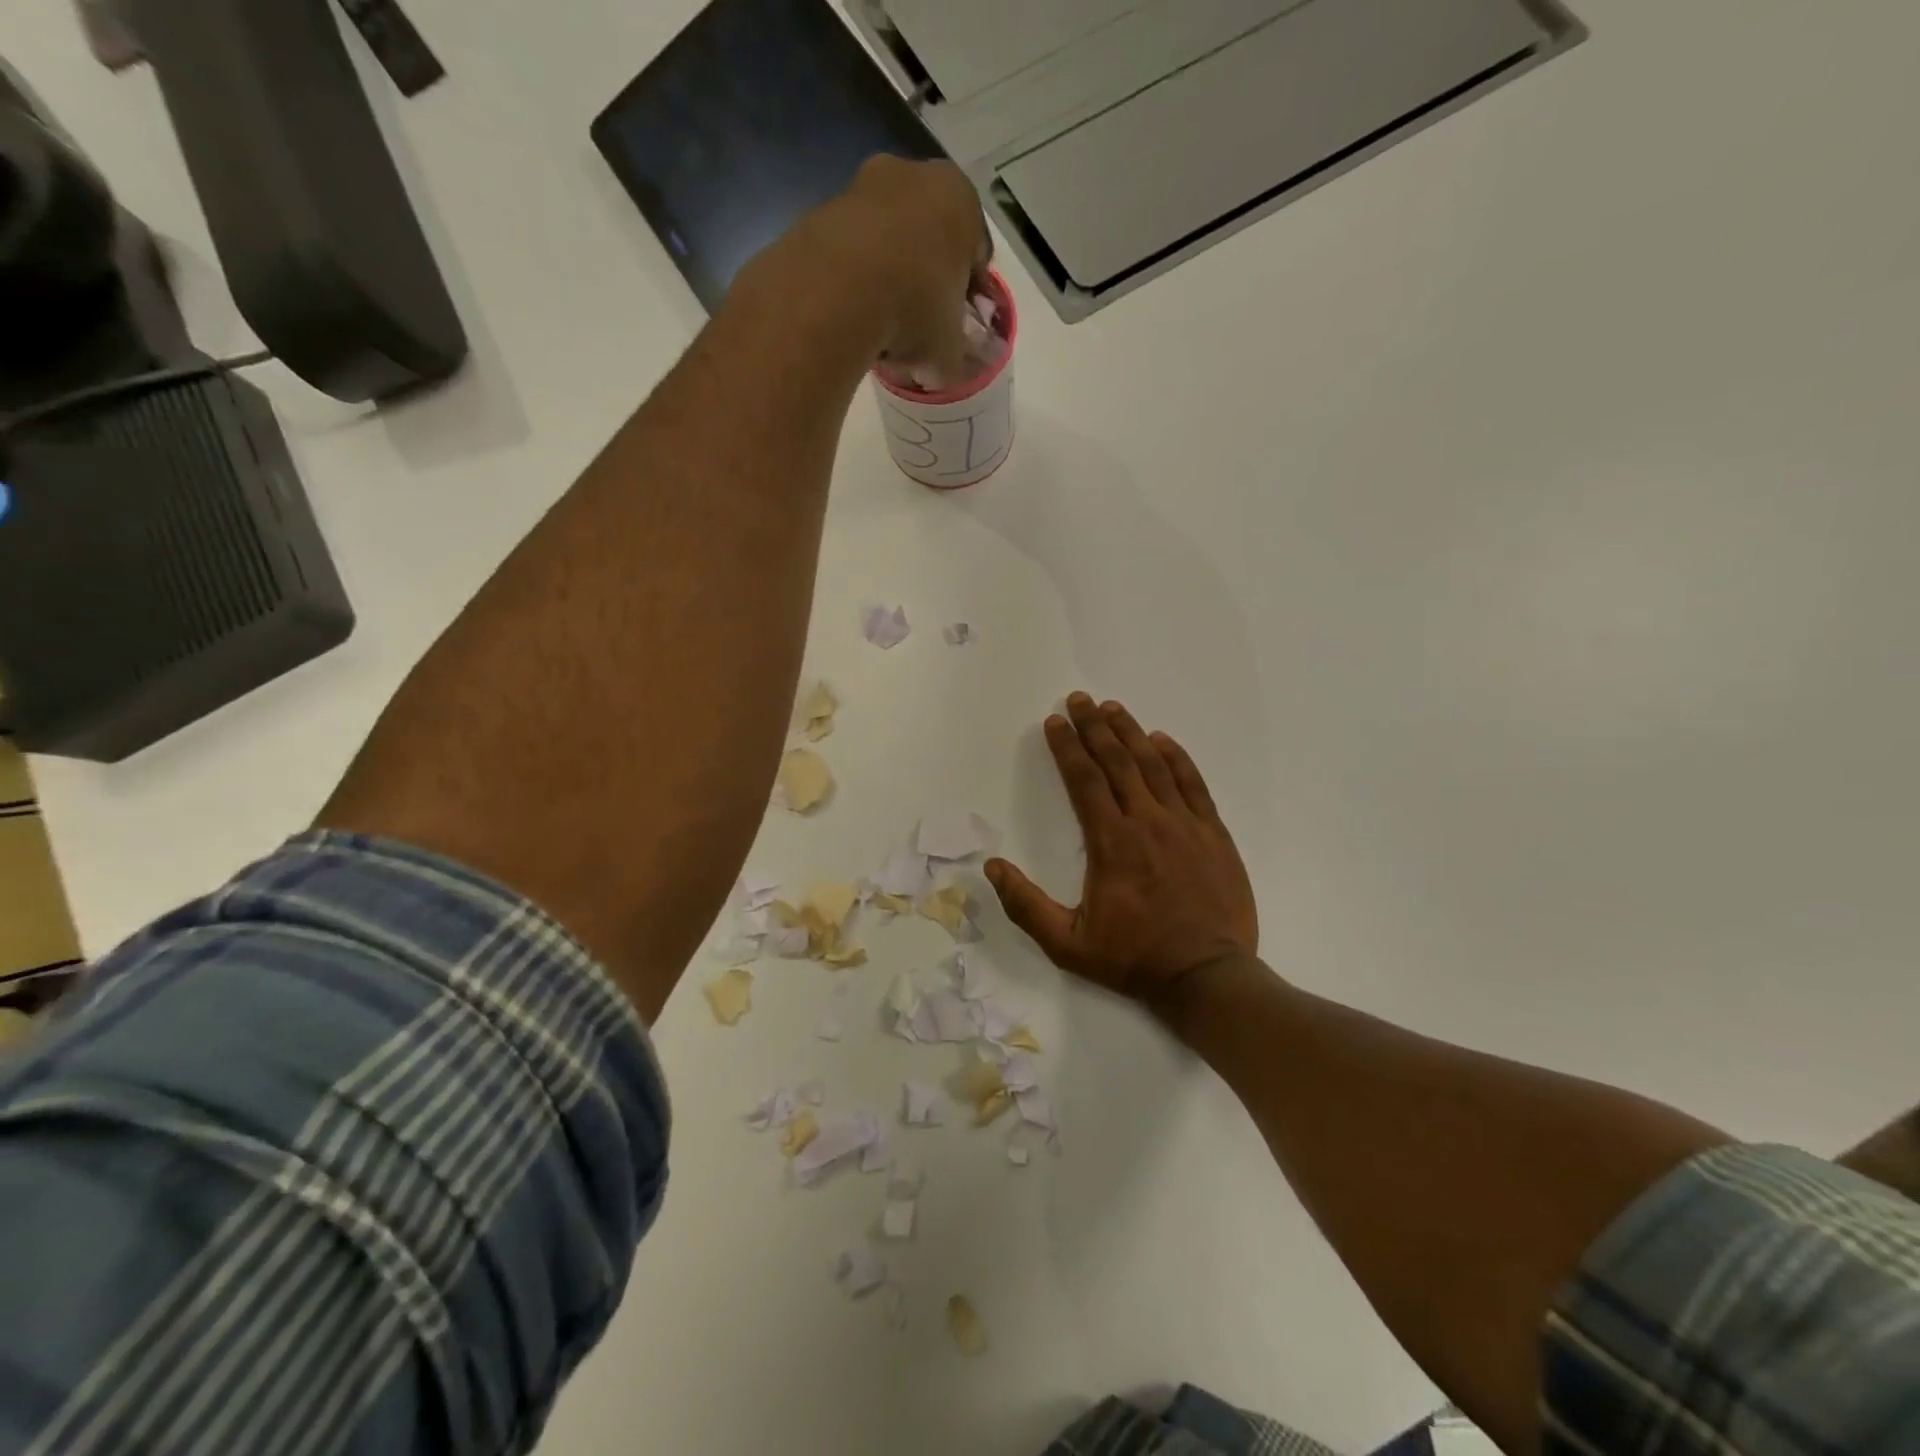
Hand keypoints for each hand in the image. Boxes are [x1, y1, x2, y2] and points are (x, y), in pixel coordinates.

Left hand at [779, 155, 989, 377]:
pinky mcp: (821, 210)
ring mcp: (862, 187)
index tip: (958, 327)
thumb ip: (954, 357)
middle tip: (920, 326)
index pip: (976, 254)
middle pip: (929, 239)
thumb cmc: (914, 310)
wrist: (834, 292)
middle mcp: (913, 175)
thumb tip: (943, 368)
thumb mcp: (948, 352)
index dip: (969, 295)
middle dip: (926, 279)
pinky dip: (854, 278)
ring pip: (887, 241)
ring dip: (889, 276)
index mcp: (960, 200)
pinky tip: (852, 315)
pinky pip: (850, 251)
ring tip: (882, 326)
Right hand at [986, 694, 1257, 1012]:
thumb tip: (992, 867)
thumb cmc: (1133, 959)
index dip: (1067, 746)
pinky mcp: (1213, 833)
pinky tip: (1161, 740)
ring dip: (1131, 732)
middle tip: (1079, 699)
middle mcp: (1147, 821)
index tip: (1054, 722)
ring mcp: (1185, 824)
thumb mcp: (1067, 944)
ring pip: (1154, 764)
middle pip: (1117, 761)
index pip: (1084, 779)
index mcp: (1111, 842)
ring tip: (1113, 707)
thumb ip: (1026, 905)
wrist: (1207, 977)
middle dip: (1095, 726)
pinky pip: (1193, 784)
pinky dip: (1176, 757)